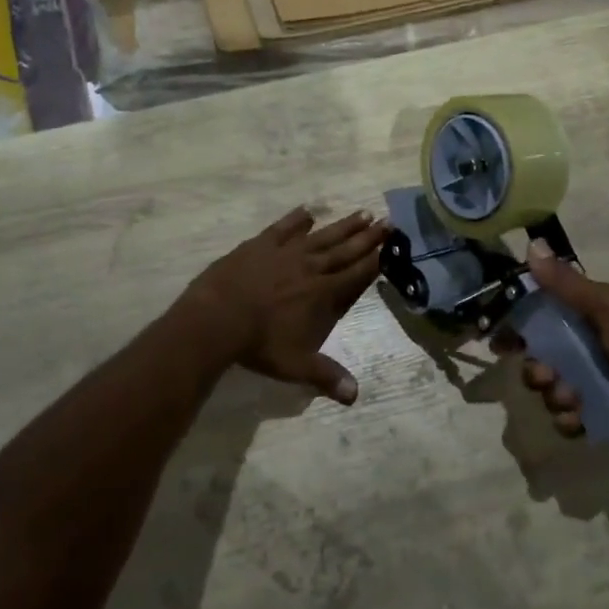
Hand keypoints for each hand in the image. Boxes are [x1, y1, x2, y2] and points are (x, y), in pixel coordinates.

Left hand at [182, 207, 388, 403]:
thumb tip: (355, 397)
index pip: (356, 274)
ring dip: (342, 225)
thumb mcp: (295, 365)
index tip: (392, 245)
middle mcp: (310, 267)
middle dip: (368, 237)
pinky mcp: (260, 245)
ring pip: (321, 235)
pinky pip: (283, 228)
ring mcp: (285, 252)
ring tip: (362, 213)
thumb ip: (326, 376)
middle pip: (345, 249)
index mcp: (322, 293)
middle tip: (388, 221)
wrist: (217, 318)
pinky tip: (308, 211)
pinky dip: (296, 219)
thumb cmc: (258, 344)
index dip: (375, 260)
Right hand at [495, 241, 608, 443]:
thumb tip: (532, 245)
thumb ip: (566, 284)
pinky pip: (570, 419)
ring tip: (574, 401)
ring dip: (553, 398)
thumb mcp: (606, 307)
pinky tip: (579, 420)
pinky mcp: (603, 410)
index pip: (536, 319)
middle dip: (535, 371)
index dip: (513, 330)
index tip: (497, 344)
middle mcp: (583, 347)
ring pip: (551, 392)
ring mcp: (593, 381)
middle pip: (538, 360)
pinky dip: (569, 421)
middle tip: (547, 376)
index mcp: (582, 317)